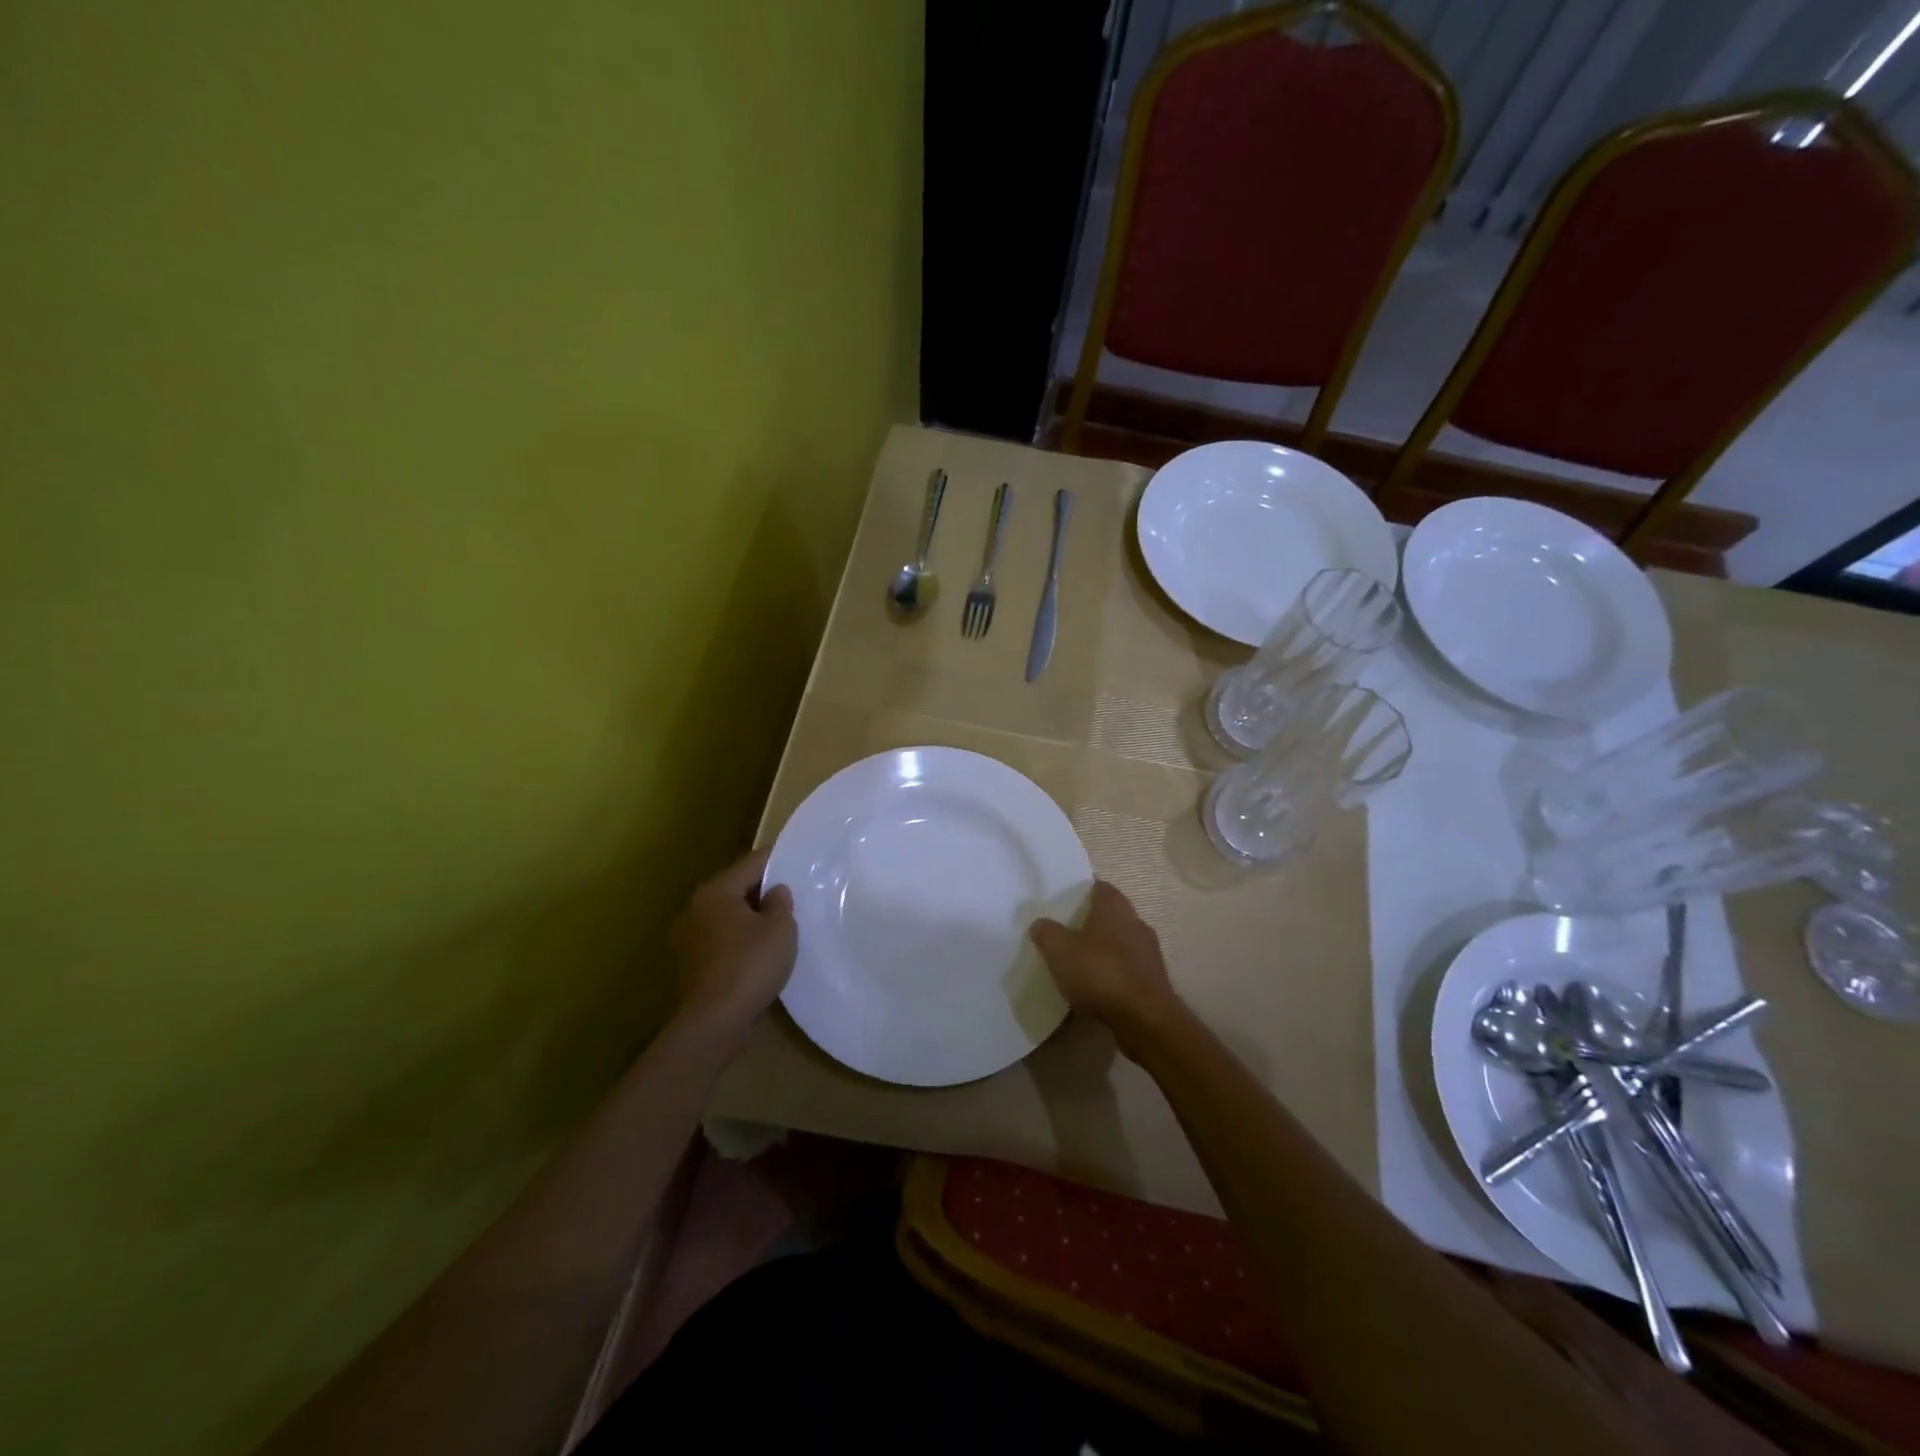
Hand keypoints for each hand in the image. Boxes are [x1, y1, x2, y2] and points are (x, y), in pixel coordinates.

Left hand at [669, 850, 797, 1053]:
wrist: (714, 1022)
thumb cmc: (750, 965)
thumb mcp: (780, 928)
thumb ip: (780, 902)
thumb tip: (774, 892)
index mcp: (716, 891)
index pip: (751, 863)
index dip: (777, 862)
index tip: (798, 867)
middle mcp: (695, 908)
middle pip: (735, 888)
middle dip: (762, 892)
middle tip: (791, 901)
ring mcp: (689, 938)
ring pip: (727, 916)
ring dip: (750, 919)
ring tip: (777, 929)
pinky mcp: (690, 964)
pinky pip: (721, 941)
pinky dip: (739, 941)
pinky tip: (758, 954)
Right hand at [1030, 881, 1180, 1052]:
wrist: (1144, 1020)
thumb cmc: (1100, 973)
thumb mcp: (1059, 950)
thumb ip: (1047, 932)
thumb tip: (1041, 923)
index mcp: (1115, 908)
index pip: (1100, 887)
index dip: (1083, 892)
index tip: (1065, 902)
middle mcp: (1136, 923)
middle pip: (1112, 915)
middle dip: (1092, 923)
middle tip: (1066, 933)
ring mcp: (1149, 954)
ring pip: (1121, 943)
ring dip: (1104, 951)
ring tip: (1079, 964)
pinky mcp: (1154, 981)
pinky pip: (1128, 970)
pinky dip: (1113, 975)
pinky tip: (1097, 989)